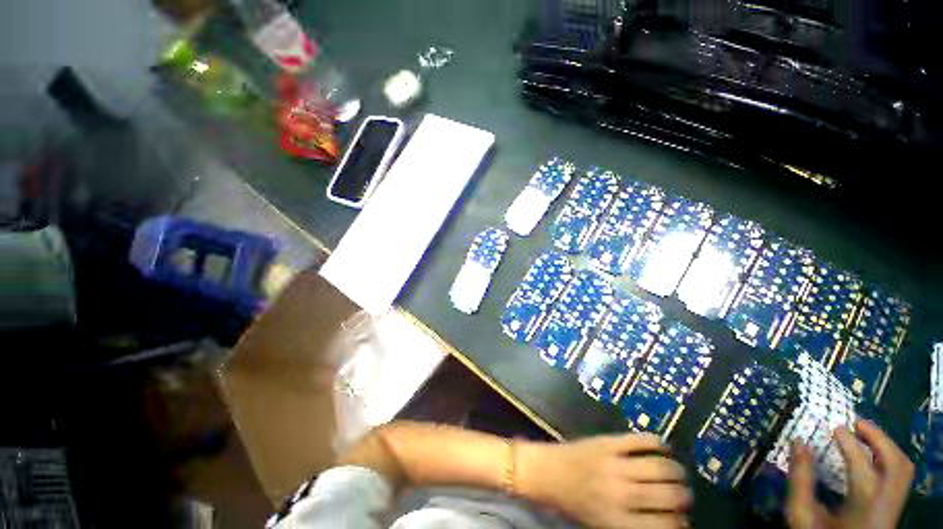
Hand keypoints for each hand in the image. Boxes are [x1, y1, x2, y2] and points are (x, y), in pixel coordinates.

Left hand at [518, 433, 690, 528]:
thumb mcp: (603, 527)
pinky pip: (640, 439)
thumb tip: (669, 521)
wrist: (546, 473)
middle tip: (684, 493)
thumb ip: (636, 526)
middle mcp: (622, 494)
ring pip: (661, 466)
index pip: (668, 526)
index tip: (683, 518)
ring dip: (677, 470)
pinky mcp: (607, 442)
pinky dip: (657, 442)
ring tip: (678, 472)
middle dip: (684, 496)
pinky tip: (664, 447)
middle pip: (670, 495)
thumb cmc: (573, 503)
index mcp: (620, 521)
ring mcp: (615, 464)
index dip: (682, 522)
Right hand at [786, 419, 913, 528]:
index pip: (862, 467)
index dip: (849, 443)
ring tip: (864, 433)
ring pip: (902, 468)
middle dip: (878, 438)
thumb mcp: (801, 515)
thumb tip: (798, 443)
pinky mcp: (894, 507)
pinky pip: (898, 475)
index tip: (834, 426)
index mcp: (865, 508)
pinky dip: (887, 458)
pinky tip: (871, 454)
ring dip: (885, 446)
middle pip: (896, 464)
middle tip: (856, 423)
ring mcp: (894, 506)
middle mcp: (886, 504)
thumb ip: (800, 480)